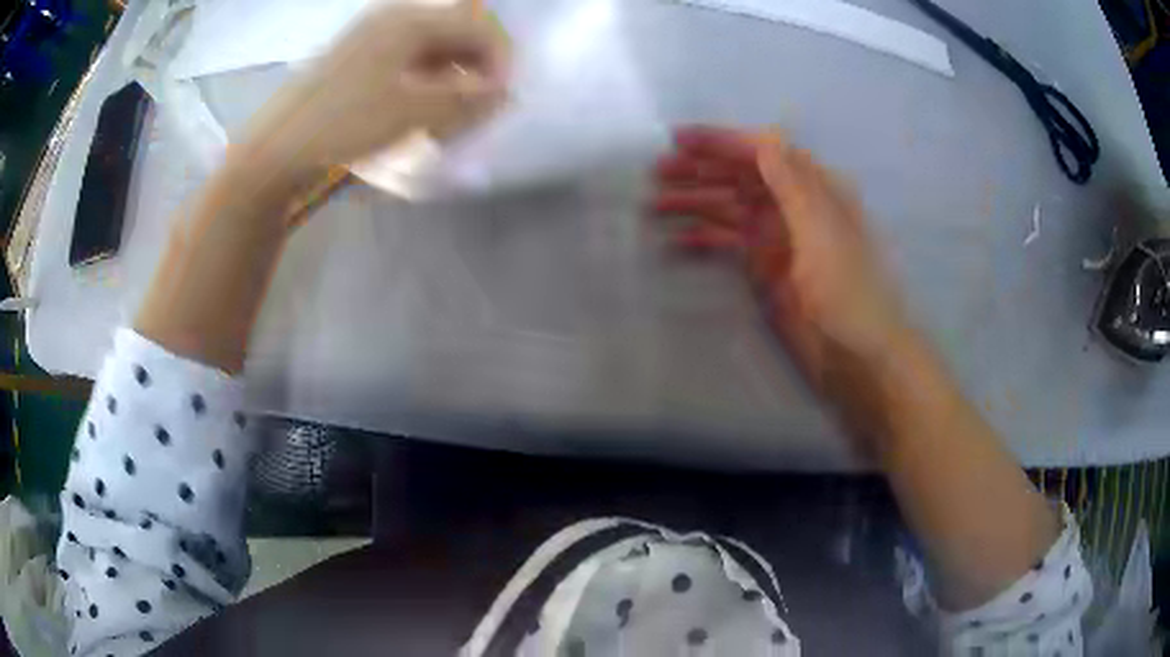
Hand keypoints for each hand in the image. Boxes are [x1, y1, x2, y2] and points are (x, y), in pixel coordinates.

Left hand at [242, 2, 510, 179]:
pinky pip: (405, 61)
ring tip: (448, 116)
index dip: (500, 61)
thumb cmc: (343, 124)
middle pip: (455, 33)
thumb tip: (504, 92)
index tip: (502, 100)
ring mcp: (370, 38)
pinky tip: (417, 111)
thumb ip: (466, 99)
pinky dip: (423, 83)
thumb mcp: (412, 113)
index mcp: (410, 21)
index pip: (478, 27)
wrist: (275, 149)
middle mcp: (392, 19)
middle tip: (477, 109)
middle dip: (475, 70)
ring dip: (450, 78)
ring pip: (431, 48)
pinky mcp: (355, 60)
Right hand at [652, 126, 908, 388]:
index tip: (679, 139)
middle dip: (701, 169)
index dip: (722, 142)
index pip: (763, 152)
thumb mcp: (823, 233)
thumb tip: (766, 138)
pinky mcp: (767, 269)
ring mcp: (778, 238)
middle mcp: (793, 206)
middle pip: (741, 177)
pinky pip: (731, 244)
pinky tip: (677, 240)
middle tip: (658, 170)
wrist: (859, 356)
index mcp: (813, 189)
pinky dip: (705, 239)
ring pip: (731, 208)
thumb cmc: (849, 292)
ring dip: (696, 202)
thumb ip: (794, 186)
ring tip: (656, 202)